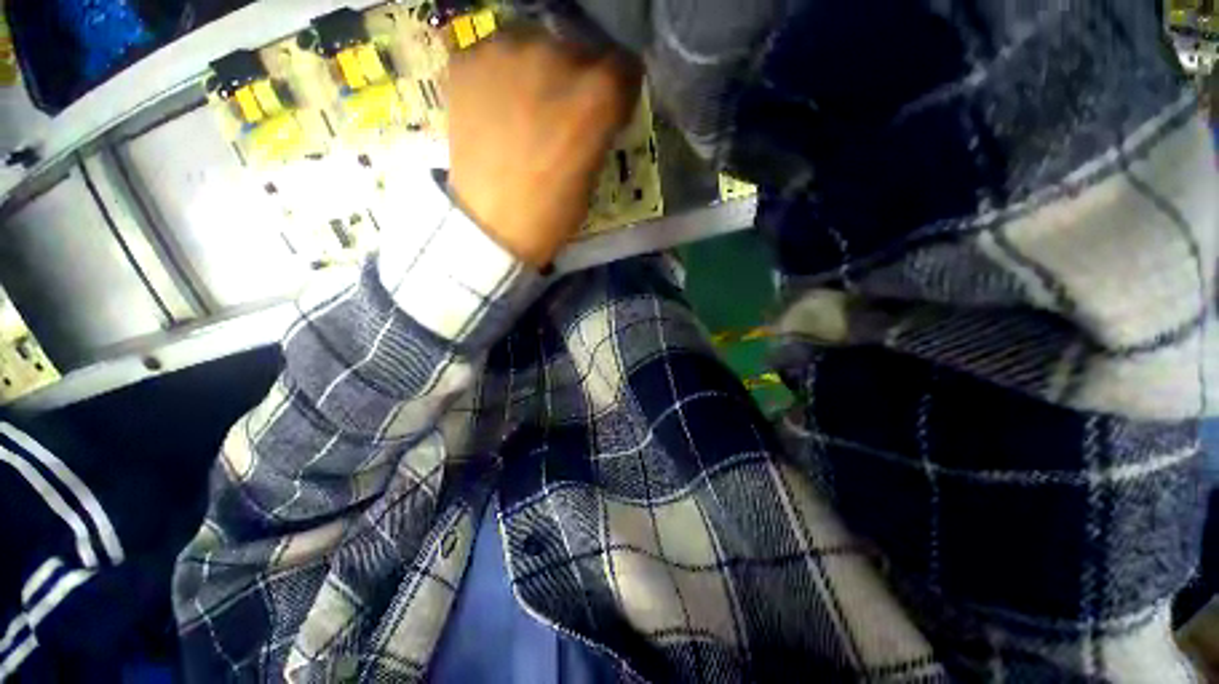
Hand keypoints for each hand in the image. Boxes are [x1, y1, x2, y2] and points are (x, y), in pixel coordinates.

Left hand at [446, 26, 640, 267]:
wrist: (492, 226)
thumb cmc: (552, 213)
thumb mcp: (594, 171)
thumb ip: (597, 128)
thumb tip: (591, 109)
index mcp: (598, 94)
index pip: (623, 67)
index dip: (615, 91)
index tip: (604, 109)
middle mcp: (558, 56)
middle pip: (579, 51)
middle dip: (575, 81)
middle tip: (559, 113)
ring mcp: (509, 51)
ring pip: (535, 44)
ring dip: (537, 72)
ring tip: (523, 109)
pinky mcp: (469, 58)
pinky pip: (494, 54)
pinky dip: (498, 76)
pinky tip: (494, 107)